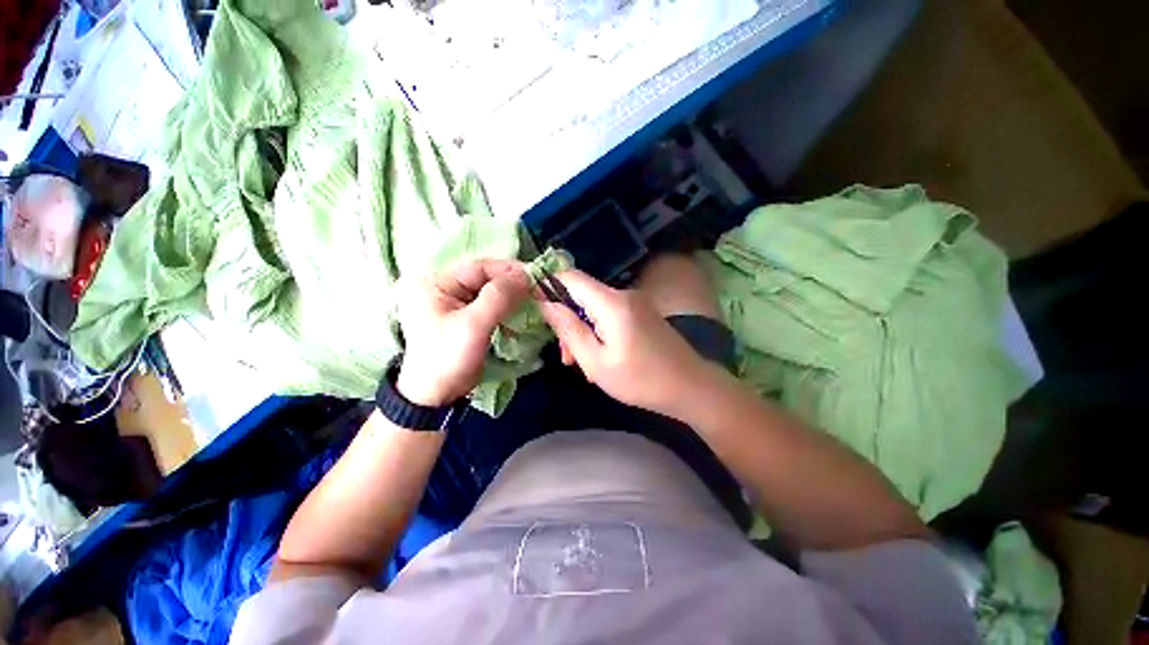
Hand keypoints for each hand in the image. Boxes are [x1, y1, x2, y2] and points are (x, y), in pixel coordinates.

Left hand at [397, 260, 529, 406]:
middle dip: (513, 285)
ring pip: (491, 291)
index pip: (479, 268)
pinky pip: (491, 305)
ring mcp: (454, 302)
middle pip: (486, 278)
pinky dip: (507, 308)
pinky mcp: (465, 316)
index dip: (508, 271)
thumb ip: (498, 297)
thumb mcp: (473, 326)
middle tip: (538, 291)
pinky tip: (521, 313)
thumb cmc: (448, 359)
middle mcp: (444, 287)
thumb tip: (525, 276)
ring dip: (512, 296)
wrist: (436, 396)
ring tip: (533, 301)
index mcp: (436, 283)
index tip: (535, 278)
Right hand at [538, 270, 715, 417]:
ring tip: (583, 364)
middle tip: (566, 357)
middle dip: (567, 321)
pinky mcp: (642, 313)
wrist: (691, 387)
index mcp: (611, 302)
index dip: (547, 285)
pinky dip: (599, 331)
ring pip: (594, 308)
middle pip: (581, 295)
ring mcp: (635, 302)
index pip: (570, 276)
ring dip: (583, 330)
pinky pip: (610, 315)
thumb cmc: (640, 380)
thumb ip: (569, 329)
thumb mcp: (595, 361)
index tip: (533, 306)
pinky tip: (601, 358)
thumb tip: (545, 303)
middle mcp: (623, 294)